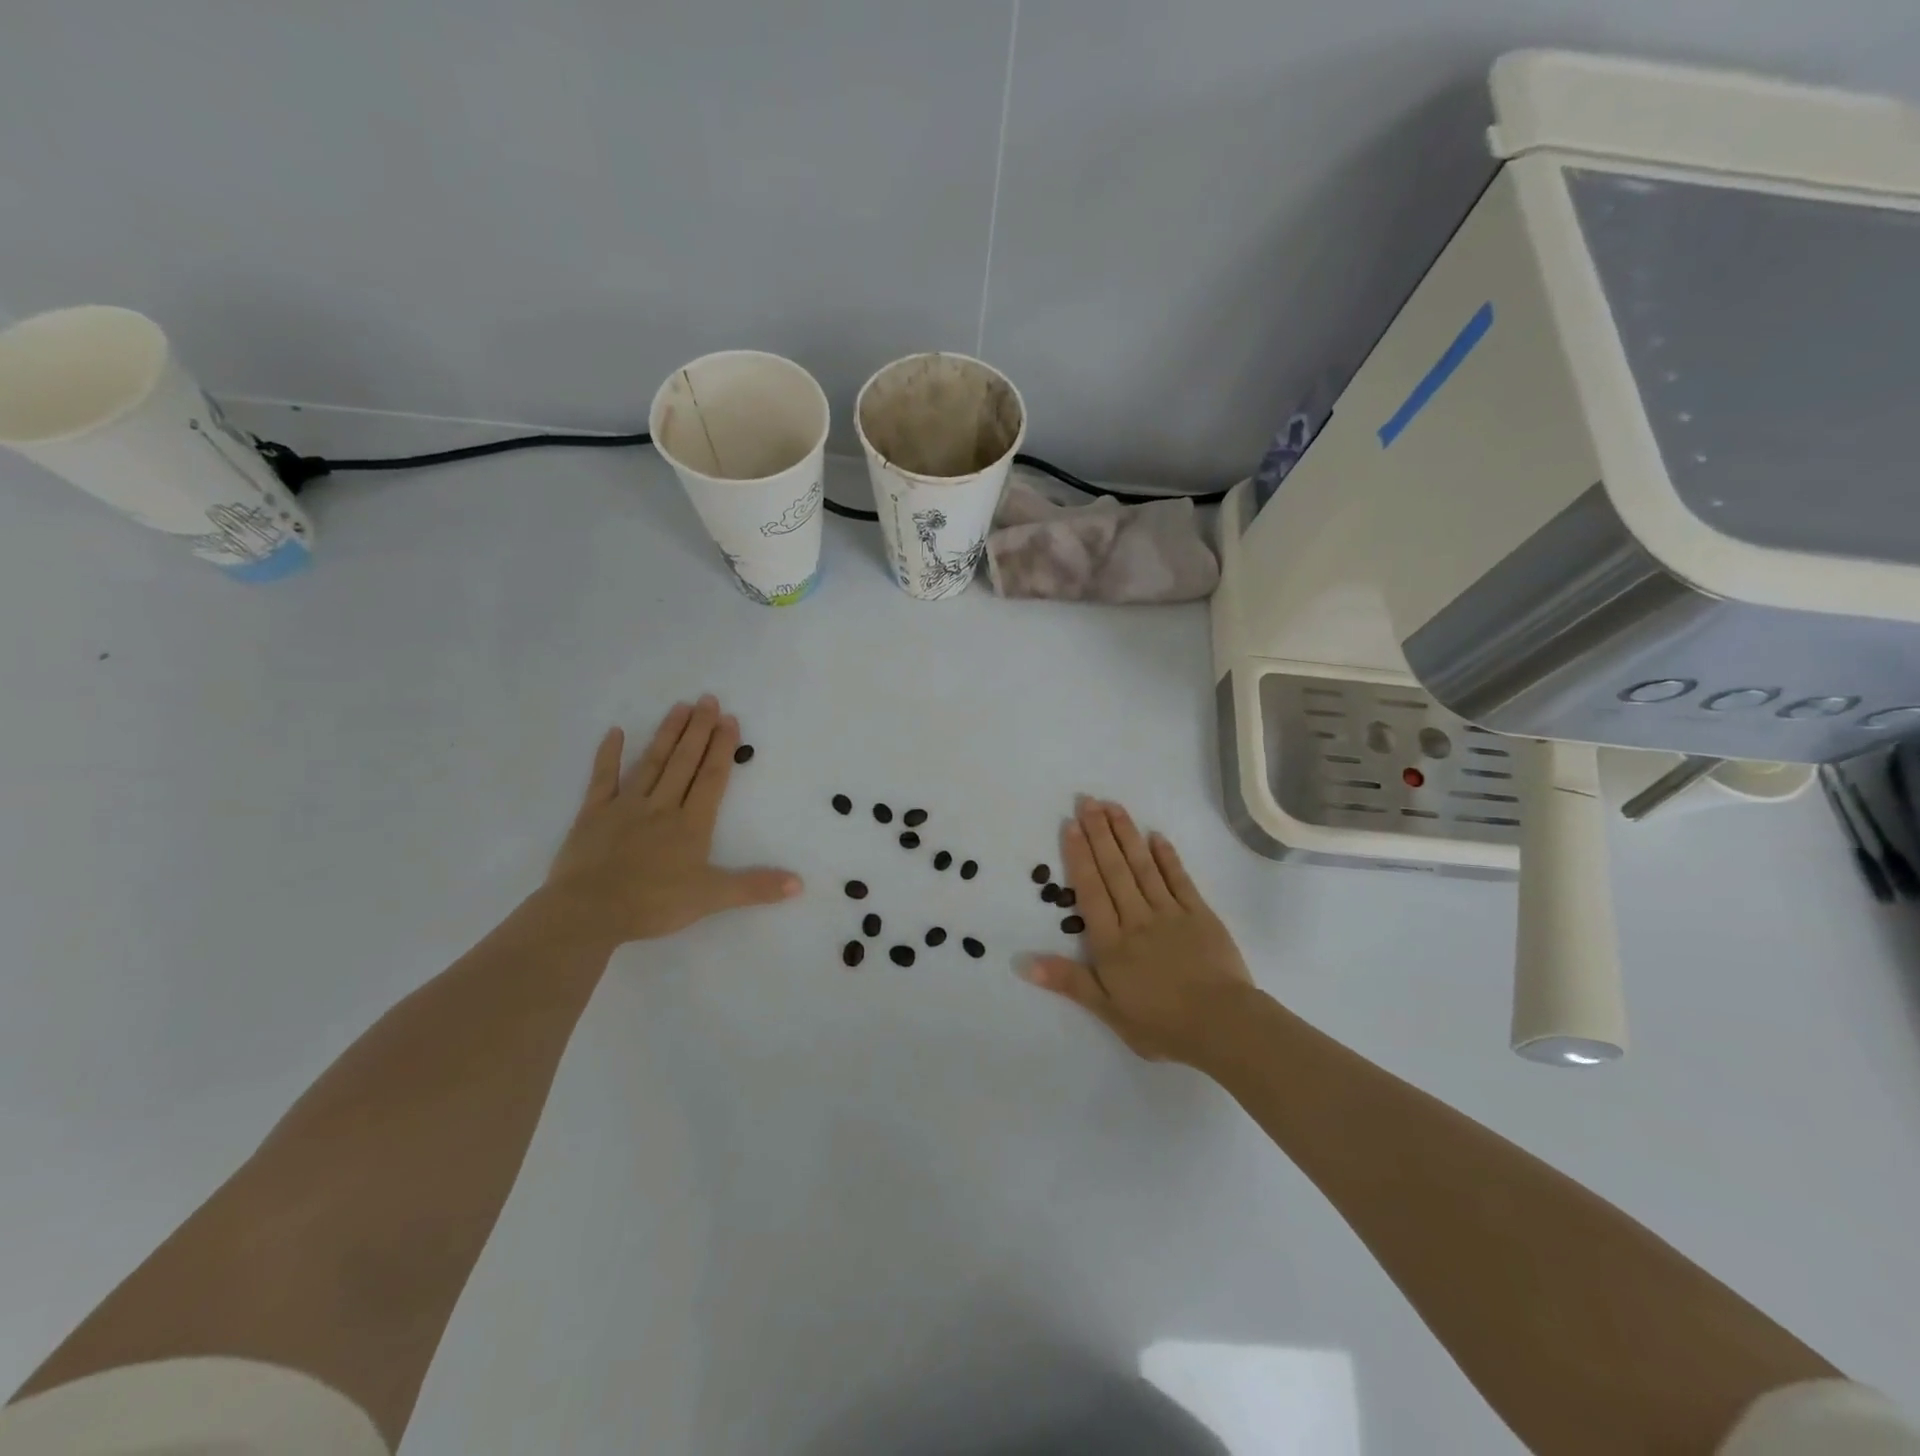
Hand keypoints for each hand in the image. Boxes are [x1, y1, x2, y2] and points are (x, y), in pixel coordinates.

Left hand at [543, 695, 801, 944]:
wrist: (588, 912)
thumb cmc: (652, 904)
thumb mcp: (711, 898)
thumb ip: (755, 887)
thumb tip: (799, 883)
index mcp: (691, 824)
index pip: (712, 778)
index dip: (723, 748)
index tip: (730, 719)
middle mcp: (662, 806)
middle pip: (684, 762)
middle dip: (699, 730)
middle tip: (708, 699)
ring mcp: (625, 807)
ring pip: (651, 763)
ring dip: (667, 734)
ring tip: (680, 707)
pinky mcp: (593, 814)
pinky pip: (603, 778)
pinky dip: (608, 755)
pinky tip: (615, 732)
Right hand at [1019, 797, 1256, 1066]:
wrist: (1223, 1025)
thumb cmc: (1161, 1023)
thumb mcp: (1107, 1010)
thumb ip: (1068, 981)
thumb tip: (1022, 962)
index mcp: (1112, 942)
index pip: (1091, 890)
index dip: (1080, 856)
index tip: (1071, 824)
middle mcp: (1137, 918)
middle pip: (1115, 869)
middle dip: (1099, 833)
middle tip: (1088, 800)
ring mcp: (1170, 913)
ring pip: (1143, 867)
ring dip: (1127, 835)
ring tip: (1113, 806)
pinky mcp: (1200, 914)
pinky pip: (1179, 879)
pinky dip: (1167, 857)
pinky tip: (1156, 836)